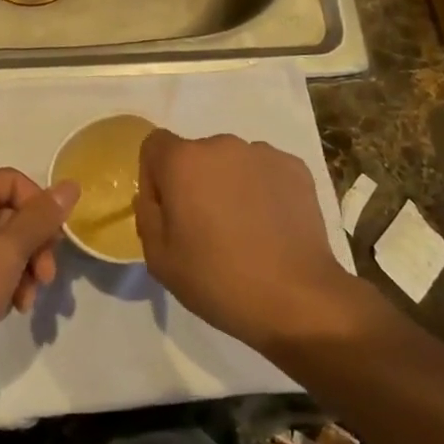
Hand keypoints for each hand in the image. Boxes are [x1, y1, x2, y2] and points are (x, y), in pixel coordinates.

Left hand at [0, 169, 78, 363]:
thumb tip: (71, 185)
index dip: (40, 207)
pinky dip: (2, 284)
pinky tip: (8, 308)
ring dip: (22, 270)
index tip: (53, 242)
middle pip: (9, 214)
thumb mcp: (8, 250)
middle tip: (46, 279)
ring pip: (0, 246)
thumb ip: (41, 218)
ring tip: (26, 302)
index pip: (14, 181)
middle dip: (34, 246)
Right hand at [134, 130, 358, 352]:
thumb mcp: (160, 260)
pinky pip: (265, 171)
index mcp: (183, 161)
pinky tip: (271, 226)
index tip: (167, 211)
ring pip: (232, 163)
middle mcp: (222, 145)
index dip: (154, 176)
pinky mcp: (295, 168)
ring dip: (229, 185)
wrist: (296, 298)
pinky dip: (262, 190)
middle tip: (207, 228)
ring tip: (244, 229)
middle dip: (195, 183)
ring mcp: (263, 153)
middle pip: (196, 155)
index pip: (155, 145)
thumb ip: (147, 216)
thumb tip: (153, 197)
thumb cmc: (218, 280)